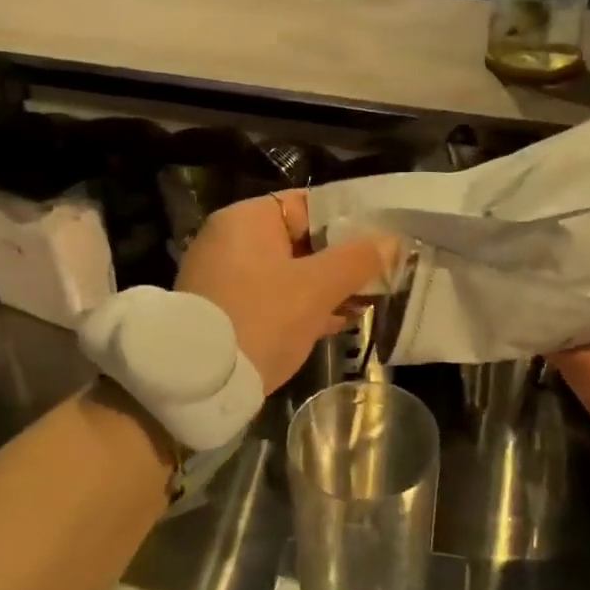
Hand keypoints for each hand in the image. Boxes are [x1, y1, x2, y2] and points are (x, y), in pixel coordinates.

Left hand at [177, 190, 398, 394]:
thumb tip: (391, 240)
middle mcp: (231, 241)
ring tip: (367, 299)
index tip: (380, 237)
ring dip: (325, 286)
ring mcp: (225, 277)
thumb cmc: (261, 318)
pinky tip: (335, 322)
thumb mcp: (316, 288)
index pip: (307, 204)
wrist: (198, 384)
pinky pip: (273, 298)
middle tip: (380, 272)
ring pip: (288, 272)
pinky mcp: (225, 310)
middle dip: (340, 259)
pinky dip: (302, 306)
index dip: (347, 219)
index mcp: (247, 220)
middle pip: (300, 240)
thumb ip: (356, 260)